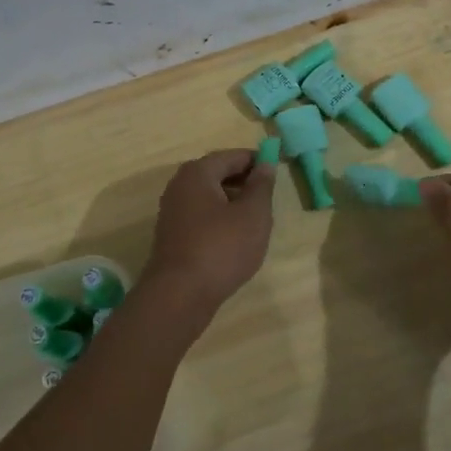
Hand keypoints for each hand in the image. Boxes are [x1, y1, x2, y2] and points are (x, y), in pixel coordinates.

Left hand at [141, 149, 276, 311]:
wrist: (180, 294)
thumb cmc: (222, 248)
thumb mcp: (253, 214)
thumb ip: (262, 186)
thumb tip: (265, 164)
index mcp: (198, 173)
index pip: (232, 156)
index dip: (257, 161)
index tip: (278, 171)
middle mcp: (180, 185)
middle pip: (218, 174)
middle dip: (244, 181)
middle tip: (269, 197)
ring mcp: (172, 211)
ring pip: (209, 196)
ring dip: (233, 202)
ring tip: (256, 220)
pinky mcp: (172, 234)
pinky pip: (201, 215)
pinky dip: (220, 219)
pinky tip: (235, 238)